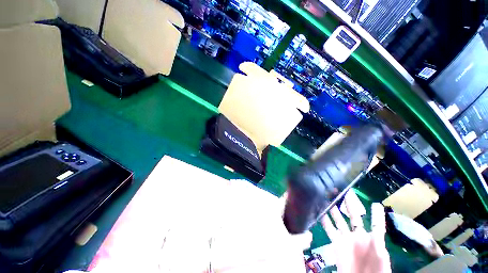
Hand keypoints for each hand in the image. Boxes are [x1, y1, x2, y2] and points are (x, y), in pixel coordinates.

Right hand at [321, 192, 390, 272]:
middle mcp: (358, 235)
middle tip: (343, 191)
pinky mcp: (336, 243)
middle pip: (354, 216)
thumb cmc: (375, 272)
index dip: (376, 214)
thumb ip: (378, 245)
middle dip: (349, 204)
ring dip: (334, 209)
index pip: (375, 223)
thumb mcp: (380, 259)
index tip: (375, 203)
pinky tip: (319, 212)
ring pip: (339, 220)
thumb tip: (376, 230)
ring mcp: (346, 239)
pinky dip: (324, 220)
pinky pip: (329, 229)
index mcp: (372, 239)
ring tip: (328, 197)